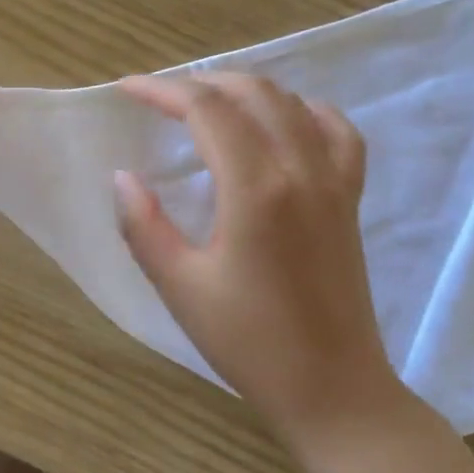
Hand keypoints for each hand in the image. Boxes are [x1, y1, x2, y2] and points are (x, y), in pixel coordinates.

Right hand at [115, 72, 407, 446]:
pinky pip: (338, 132)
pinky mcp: (350, 199)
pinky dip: (306, 111)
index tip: (126, 89)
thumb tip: (124, 177)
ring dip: (247, 90)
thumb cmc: (250, 344)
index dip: (162, 90)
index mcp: (255, 189)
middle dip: (201, 82)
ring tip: (209, 104)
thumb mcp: (181, 287)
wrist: (334, 390)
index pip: (206, 110)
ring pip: (293, 103)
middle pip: (252, 93)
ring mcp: (333, 181)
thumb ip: (145, 226)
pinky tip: (286, 121)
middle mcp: (300, 169)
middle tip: (161, 98)